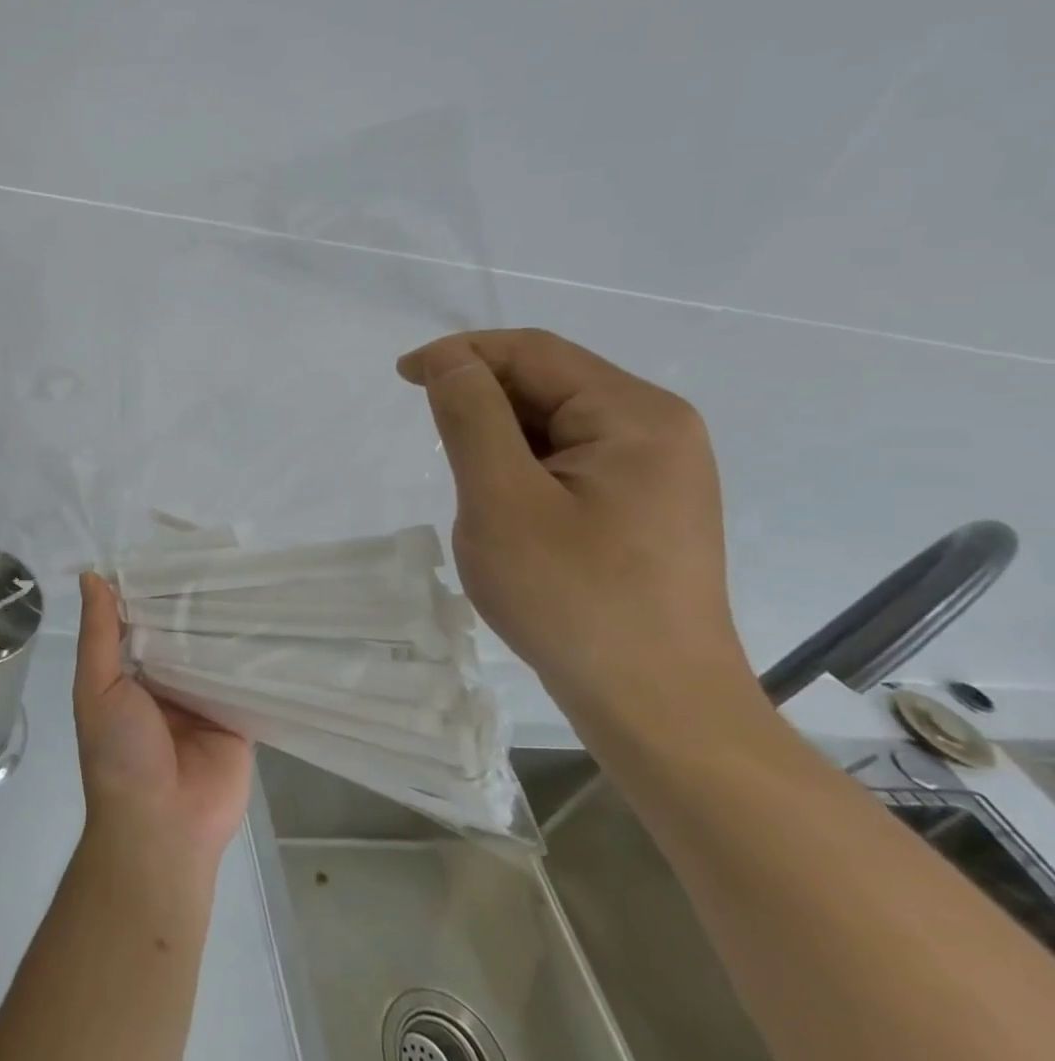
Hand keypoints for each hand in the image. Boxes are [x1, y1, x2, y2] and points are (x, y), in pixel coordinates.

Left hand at [72, 574, 253, 872]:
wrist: (162, 827)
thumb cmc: (119, 753)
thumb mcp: (97, 687)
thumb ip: (99, 634)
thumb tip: (91, 575)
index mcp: (131, 674)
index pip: (145, 621)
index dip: (154, 590)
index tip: (174, 551)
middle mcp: (168, 682)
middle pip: (184, 633)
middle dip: (197, 604)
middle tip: (223, 557)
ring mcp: (205, 700)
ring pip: (217, 652)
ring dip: (229, 625)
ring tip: (253, 577)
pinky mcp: (239, 718)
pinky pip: (248, 681)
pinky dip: (257, 658)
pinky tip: (276, 621)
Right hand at [398, 329, 761, 729]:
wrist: (657, 708)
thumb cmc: (573, 598)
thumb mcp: (502, 500)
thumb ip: (471, 417)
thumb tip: (450, 360)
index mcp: (634, 415)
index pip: (534, 352)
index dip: (462, 353)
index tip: (403, 376)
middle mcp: (657, 429)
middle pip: (550, 382)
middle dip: (482, 396)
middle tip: (429, 436)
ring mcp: (657, 470)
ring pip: (557, 423)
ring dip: (500, 434)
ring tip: (467, 478)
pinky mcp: (645, 506)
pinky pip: (571, 459)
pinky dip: (524, 464)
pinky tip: (504, 502)